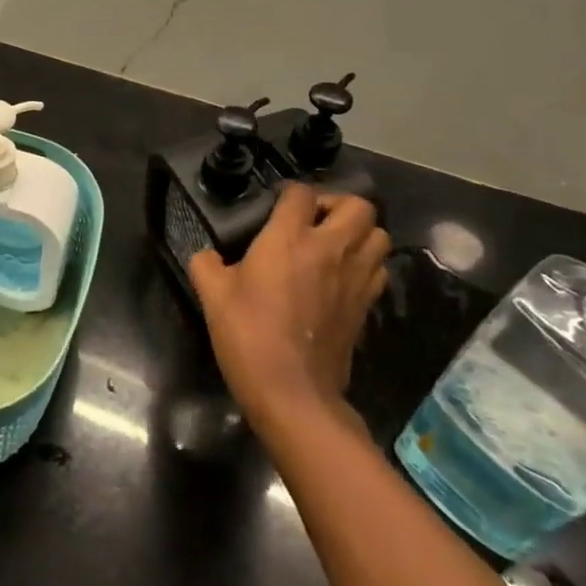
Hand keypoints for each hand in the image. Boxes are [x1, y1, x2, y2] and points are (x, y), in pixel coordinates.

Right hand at [188, 186, 389, 434]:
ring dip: (358, 233)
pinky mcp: (367, 306)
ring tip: (333, 245)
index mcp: (289, 239)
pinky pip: (378, 269)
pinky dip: (365, 264)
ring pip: (379, 235)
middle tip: (313, 220)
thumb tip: (207, 256)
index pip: (300, 194)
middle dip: (337, 205)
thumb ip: (206, 264)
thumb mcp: (211, 294)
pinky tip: (341, 276)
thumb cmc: (248, 334)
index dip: (288, 193)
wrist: (292, 392)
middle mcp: (330, 250)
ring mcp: (355, 278)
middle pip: (358, 205)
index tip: (274, 206)